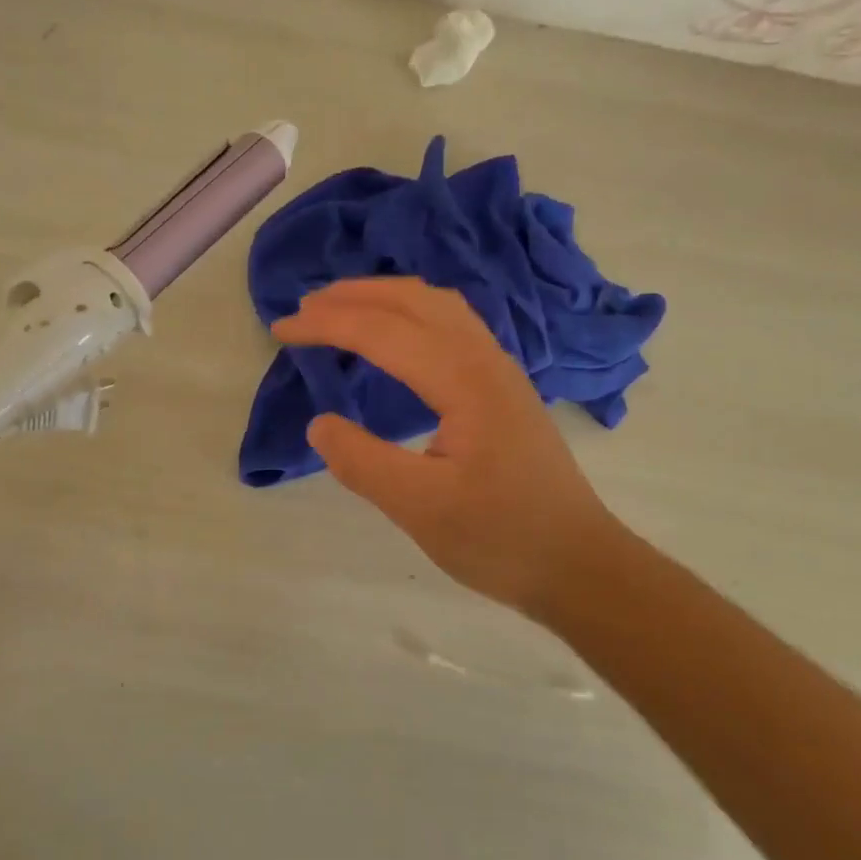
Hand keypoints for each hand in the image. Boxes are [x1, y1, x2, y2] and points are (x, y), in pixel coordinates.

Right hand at [272, 278, 618, 614]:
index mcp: (464, 381)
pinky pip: (451, 324)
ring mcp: (499, 370)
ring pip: (437, 305)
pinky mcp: (503, 386)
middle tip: (303, 309)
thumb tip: (319, 423)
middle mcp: (484, 359)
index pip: (383, 332)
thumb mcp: (421, 509)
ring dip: (384, 297)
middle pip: (413, 300)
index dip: (327, 325)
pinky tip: (396, 334)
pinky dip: (409, 312)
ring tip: (340, 308)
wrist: (580, 564)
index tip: (280, 331)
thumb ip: (362, 462)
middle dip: (353, 295)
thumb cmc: (501, 538)